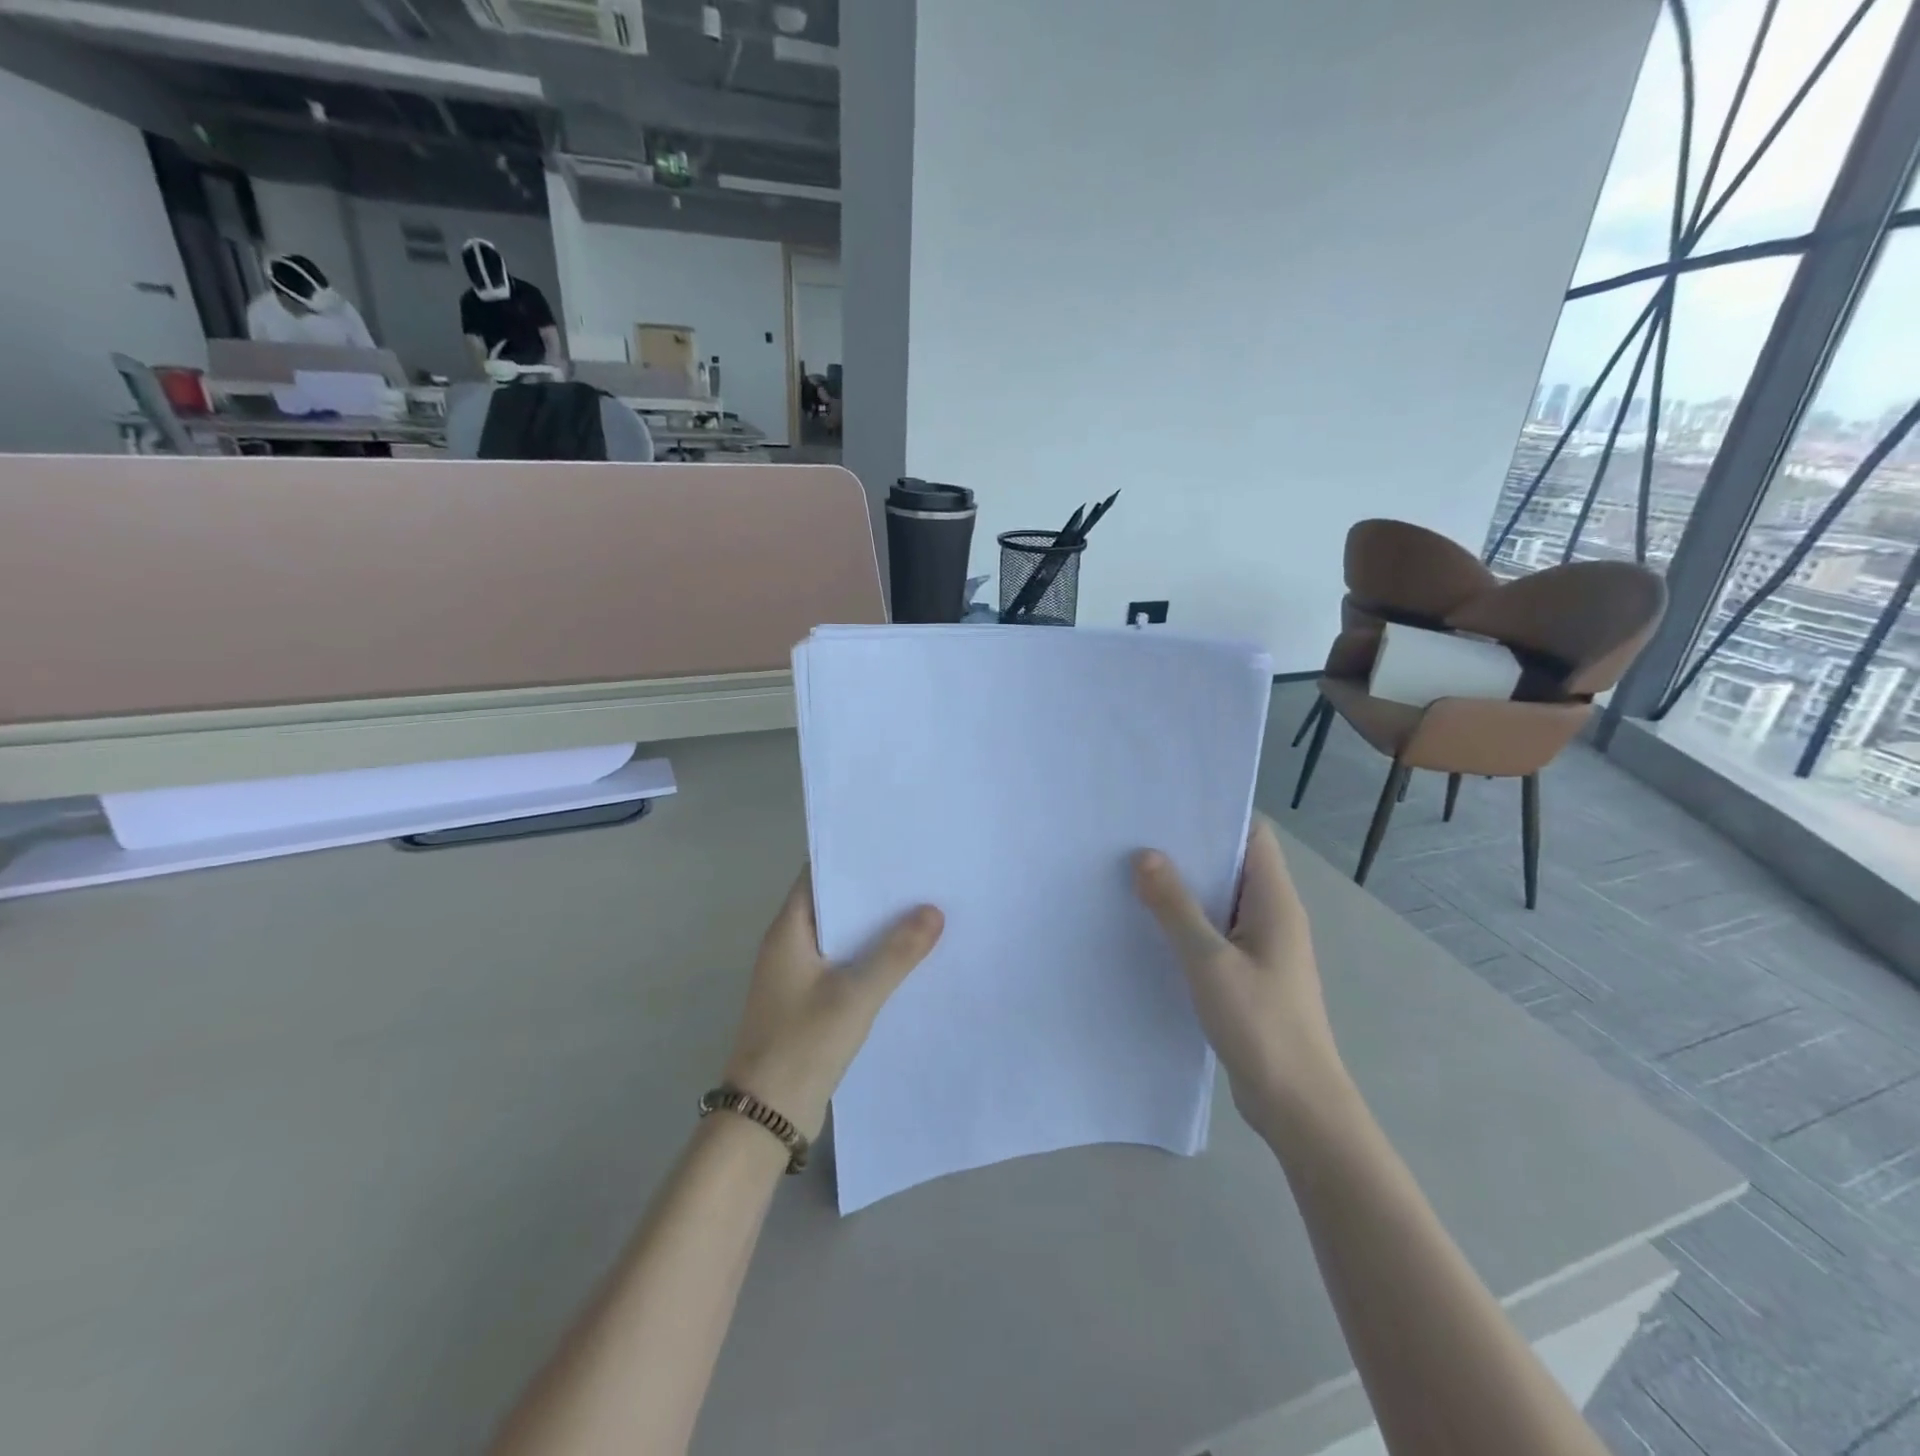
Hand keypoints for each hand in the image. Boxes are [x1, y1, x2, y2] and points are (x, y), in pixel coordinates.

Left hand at [721, 868, 944, 1140]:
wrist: (766, 1117)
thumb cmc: (803, 1044)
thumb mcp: (855, 995)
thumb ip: (896, 953)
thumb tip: (933, 910)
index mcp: (788, 931)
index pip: (817, 875)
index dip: (850, 858)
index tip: (891, 846)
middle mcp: (788, 946)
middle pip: (833, 905)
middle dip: (871, 892)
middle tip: (919, 876)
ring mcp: (797, 977)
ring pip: (840, 938)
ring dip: (873, 928)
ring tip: (921, 909)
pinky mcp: (808, 1003)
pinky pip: (842, 967)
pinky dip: (868, 959)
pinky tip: (904, 960)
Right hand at [1133, 818, 1350, 1139]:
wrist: (1297, 1105)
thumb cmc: (1260, 1025)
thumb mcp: (1209, 961)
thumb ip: (1176, 907)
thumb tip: (1145, 855)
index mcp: (1275, 902)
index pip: (1252, 836)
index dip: (1215, 815)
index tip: (1167, 807)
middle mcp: (1272, 916)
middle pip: (1232, 865)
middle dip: (1188, 850)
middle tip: (1135, 837)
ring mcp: (1262, 947)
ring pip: (1220, 901)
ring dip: (1184, 889)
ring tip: (1132, 873)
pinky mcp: (1248, 974)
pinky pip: (1215, 932)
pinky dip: (1187, 923)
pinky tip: (1149, 925)